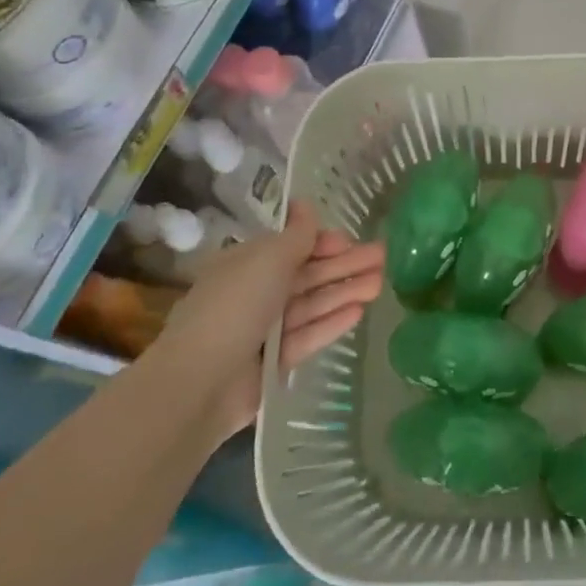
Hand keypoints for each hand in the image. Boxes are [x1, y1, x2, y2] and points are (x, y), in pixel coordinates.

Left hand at [153, 201, 382, 439]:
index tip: (352, 241)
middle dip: (344, 265)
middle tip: (383, 257)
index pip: (291, 247)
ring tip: (380, 283)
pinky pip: (308, 335)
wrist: (202, 381)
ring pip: (311, 304)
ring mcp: (265, 330)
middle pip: (306, 275)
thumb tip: (304, 203)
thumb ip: (296, 235)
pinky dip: (331, 322)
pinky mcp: (274, 362)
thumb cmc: (236, 306)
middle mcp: (255, 292)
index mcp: (246, 264)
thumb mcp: (268, 260)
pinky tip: (359, 312)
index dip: (322, 242)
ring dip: (345, 291)